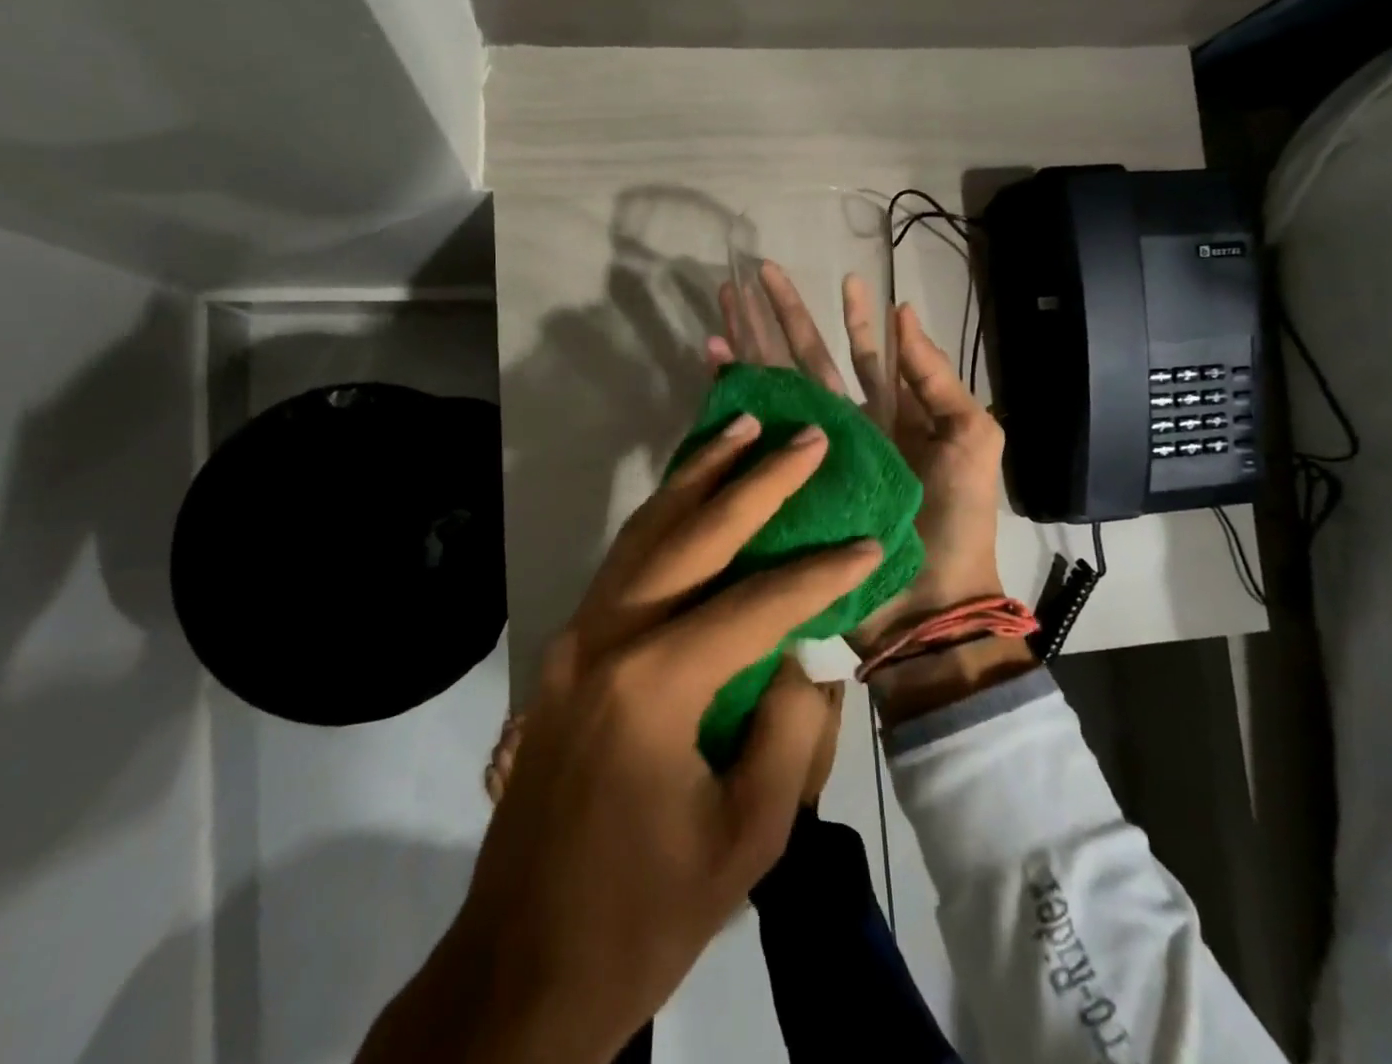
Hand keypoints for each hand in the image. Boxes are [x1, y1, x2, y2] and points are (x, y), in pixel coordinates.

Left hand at [360, 417, 876, 1063]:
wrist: (522, 963)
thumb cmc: (643, 912)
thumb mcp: (746, 836)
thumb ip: (789, 732)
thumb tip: (801, 657)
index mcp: (654, 683)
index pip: (755, 605)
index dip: (819, 573)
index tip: (870, 541)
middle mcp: (608, 636)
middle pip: (692, 535)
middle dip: (755, 480)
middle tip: (801, 436)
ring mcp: (577, 635)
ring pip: (645, 530)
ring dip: (698, 476)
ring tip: (740, 428)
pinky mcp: (566, 648)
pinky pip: (623, 561)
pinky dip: (662, 514)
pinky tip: (690, 494)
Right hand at [711, 262, 1007, 646]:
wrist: (924, 603)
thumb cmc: (955, 516)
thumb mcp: (970, 437)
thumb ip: (936, 377)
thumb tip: (904, 313)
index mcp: (890, 415)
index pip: (864, 355)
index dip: (853, 318)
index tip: (844, 280)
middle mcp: (845, 426)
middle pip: (809, 359)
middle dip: (785, 316)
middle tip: (760, 274)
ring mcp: (811, 451)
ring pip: (777, 385)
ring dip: (751, 344)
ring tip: (725, 304)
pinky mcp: (784, 477)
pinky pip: (757, 429)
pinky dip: (733, 395)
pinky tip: (714, 364)